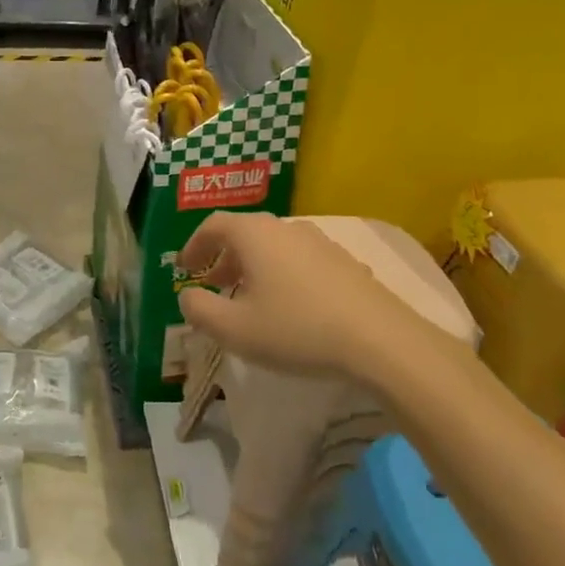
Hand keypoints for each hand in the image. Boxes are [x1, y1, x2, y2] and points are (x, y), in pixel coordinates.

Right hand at [178, 212, 459, 382]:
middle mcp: (285, 227)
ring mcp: (319, 242)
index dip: (193, 245)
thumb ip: (200, 310)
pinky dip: (283, 274)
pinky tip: (291, 306)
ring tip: (251, 297)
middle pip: (244, 233)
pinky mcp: (345, 261)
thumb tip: (188, 296)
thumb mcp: (235, 329)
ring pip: (274, 246)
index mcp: (254, 234)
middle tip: (213, 284)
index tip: (184, 267)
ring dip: (254, 266)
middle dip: (223, 257)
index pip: (213, 225)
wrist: (380, 340)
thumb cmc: (297, 329)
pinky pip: (300, 260)